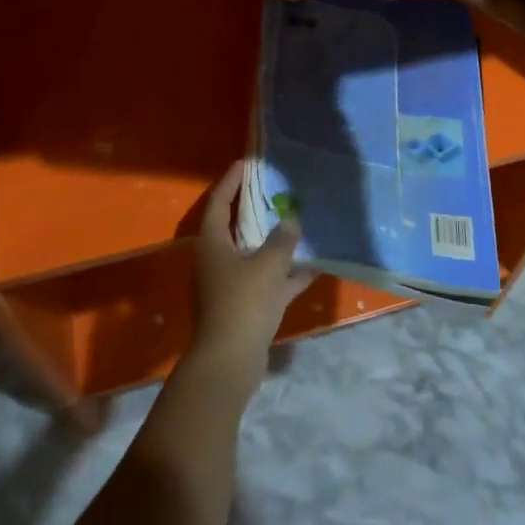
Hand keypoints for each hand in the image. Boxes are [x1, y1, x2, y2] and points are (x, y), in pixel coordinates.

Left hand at [188, 161, 313, 395]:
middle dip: (254, 209)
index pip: (219, 201)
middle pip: (235, 227)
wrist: (229, 361)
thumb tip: (291, 219)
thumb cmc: (243, 302)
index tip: (247, 163)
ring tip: (298, 224)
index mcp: (212, 243)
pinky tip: (312, 268)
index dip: (231, 181)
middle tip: (274, 189)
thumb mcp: (268, 264)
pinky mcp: (243, 306)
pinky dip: (284, 274)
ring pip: (252, 254)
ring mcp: (228, 285)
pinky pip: (266, 281)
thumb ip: (282, 239)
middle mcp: (216, 260)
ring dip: (273, 242)